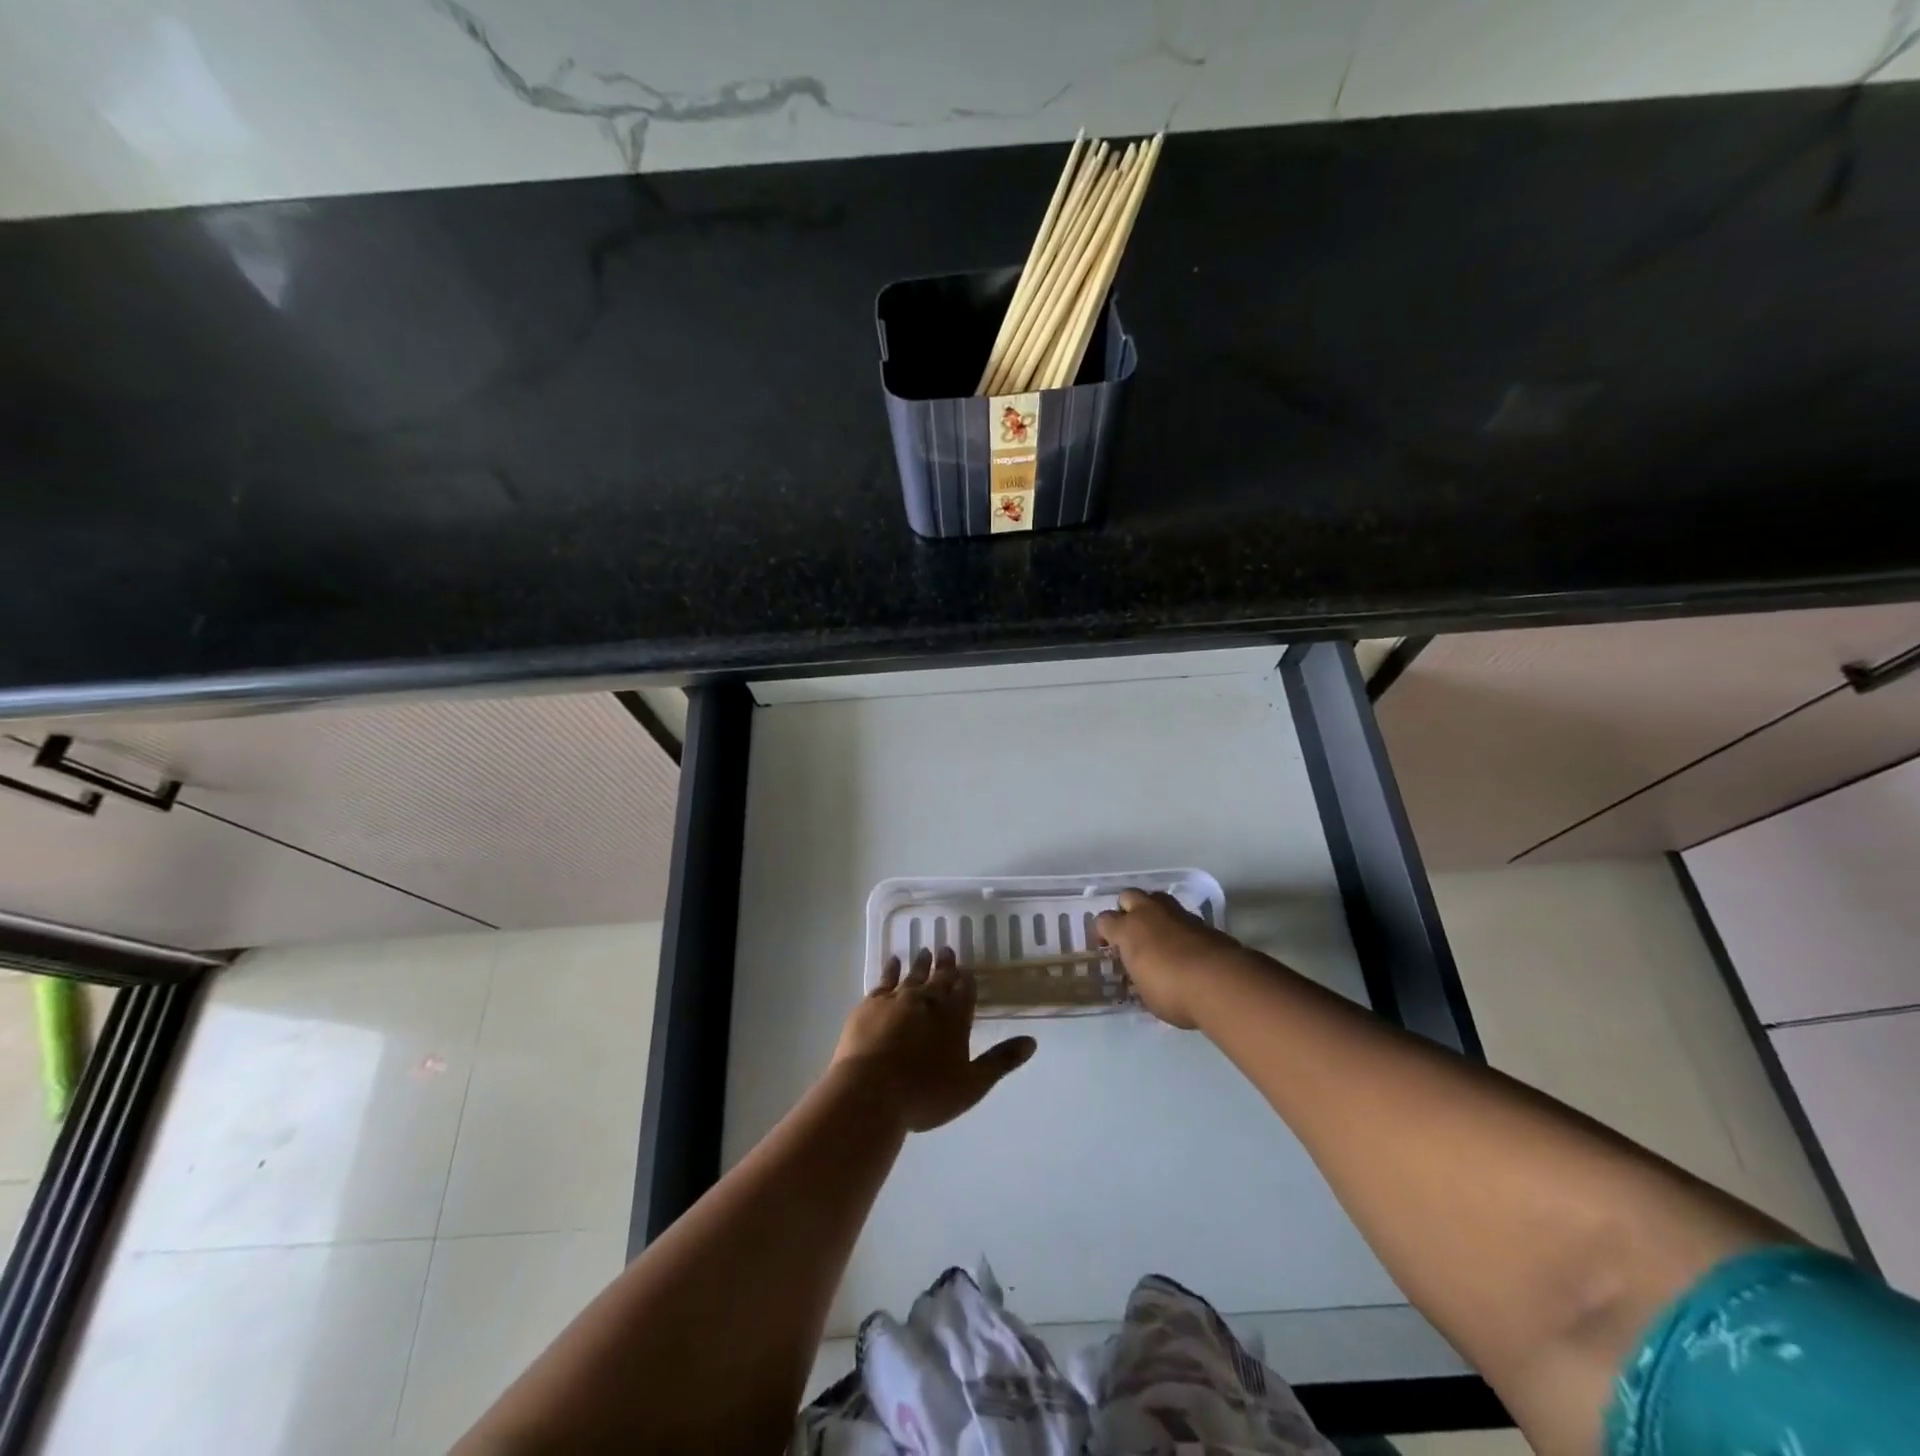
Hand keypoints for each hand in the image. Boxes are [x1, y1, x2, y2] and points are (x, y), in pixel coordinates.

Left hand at [833, 947, 1035, 1132]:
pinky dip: (891, 969)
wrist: (870, 1092)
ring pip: (914, 975)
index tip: (966, 970)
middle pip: (940, 978)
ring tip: (925, 951)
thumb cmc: (925, 1094)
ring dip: (921, 963)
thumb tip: (1032, 1041)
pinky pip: (885, 979)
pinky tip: (893, 961)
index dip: (966, 981)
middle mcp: (928, 1001)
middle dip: (945, 965)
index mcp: (954, 1018)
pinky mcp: (871, 1004)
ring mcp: (898, 999)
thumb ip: (1001, 1061)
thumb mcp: (971, 1085)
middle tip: (946, 949)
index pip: (965, 992)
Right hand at [1095, 889, 1244, 1028]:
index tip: (1107, 948)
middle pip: (1129, 896)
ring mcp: (1177, 914)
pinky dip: (1177, 926)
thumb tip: (1139, 976)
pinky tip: (1183, 946)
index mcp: (1128, 930)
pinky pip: (1181, 915)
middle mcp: (1149, 913)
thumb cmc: (1172, 992)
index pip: (1104, 920)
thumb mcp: (1145, 994)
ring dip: (1153, 912)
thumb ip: (1138, 977)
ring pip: (1157, 899)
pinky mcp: (1202, 921)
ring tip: (1157, 935)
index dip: (1103, 933)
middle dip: (1127, 910)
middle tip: (1131, 933)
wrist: (1221, 983)